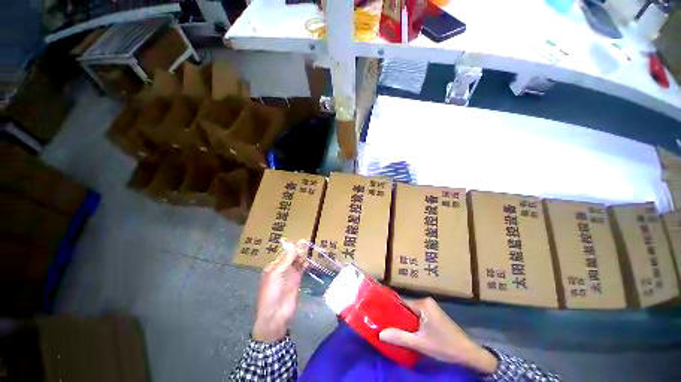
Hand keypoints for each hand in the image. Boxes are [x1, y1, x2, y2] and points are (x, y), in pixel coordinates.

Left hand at [252, 240, 305, 342]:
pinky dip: (304, 264)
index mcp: (273, 266)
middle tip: (306, 245)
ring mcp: (290, 274)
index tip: (299, 241)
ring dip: (302, 256)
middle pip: (291, 256)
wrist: (275, 315)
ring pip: (297, 261)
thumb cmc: (271, 293)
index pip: (283, 253)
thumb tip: (292, 244)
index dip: (291, 247)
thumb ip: (285, 260)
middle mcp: (282, 268)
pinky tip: (307, 261)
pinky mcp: (297, 280)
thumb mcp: (275, 275)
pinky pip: (301, 268)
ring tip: (308, 251)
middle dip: (297, 250)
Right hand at [379, 298, 497, 373]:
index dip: (390, 309)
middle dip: (396, 316)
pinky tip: (406, 331)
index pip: (401, 302)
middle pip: (406, 307)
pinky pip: (418, 316)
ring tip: (392, 328)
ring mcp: (431, 308)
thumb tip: (380, 333)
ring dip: (404, 321)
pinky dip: (412, 323)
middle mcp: (426, 302)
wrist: (469, 353)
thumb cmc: (444, 346)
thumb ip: (400, 337)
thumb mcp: (420, 343)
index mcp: (423, 303)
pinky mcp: (434, 315)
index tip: (379, 315)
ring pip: (411, 313)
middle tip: (384, 324)